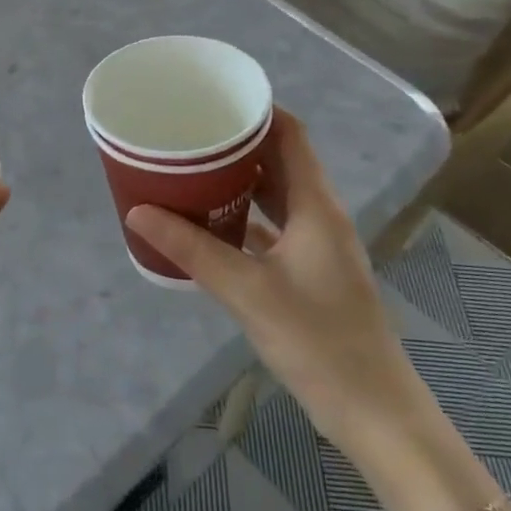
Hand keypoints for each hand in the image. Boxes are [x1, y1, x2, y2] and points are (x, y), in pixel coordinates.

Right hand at [125, 108, 427, 453]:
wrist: (373, 411)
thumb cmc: (317, 340)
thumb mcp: (247, 291)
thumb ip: (192, 250)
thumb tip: (138, 211)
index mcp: (315, 206)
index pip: (291, 136)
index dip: (259, 110)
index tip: (215, 98)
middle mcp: (320, 217)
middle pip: (280, 161)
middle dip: (238, 143)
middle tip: (190, 132)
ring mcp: (317, 247)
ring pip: (276, 196)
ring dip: (240, 180)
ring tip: (192, 169)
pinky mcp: (310, 274)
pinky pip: (273, 229)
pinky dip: (245, 217)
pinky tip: (210, 223)